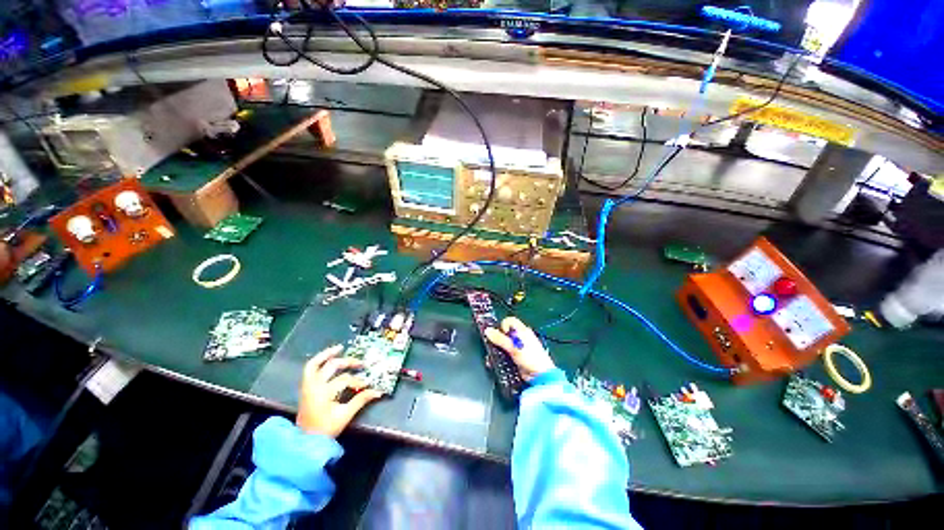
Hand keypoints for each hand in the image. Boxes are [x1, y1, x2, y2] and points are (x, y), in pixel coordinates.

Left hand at [296, 344, 382, 437]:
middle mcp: (314, 386)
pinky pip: (309, 369)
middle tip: (361, 364)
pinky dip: (318, 361)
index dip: (357, 381)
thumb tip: (378, 391)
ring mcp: (307, 386)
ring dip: (328, 355)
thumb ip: (361, 400)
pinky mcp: (305, 388)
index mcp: (323, 393)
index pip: (345, 379)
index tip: (367, 385)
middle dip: (349, 363)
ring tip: (340, 348)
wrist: (305, 442)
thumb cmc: (325, 430)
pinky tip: (327, 358)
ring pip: (315, 364)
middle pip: (333, 366)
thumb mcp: (345, 415)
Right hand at [484, 317, 554, 381]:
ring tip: (493, 356)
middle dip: (497, 339)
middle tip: (495, 346)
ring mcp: (518, 348)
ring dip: (497, 349)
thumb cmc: (530, 358)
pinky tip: (497, 362)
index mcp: (522, 330)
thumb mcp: (513, 347)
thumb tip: (487, 330)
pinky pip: (505, 354)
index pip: (509, 321)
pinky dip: (500, 356)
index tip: (500, 335)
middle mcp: (520, 337)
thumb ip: (500, 338)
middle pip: (504, 333)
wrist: (540, 376)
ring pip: (503, 344)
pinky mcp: (516, 357)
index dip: (502, 326)